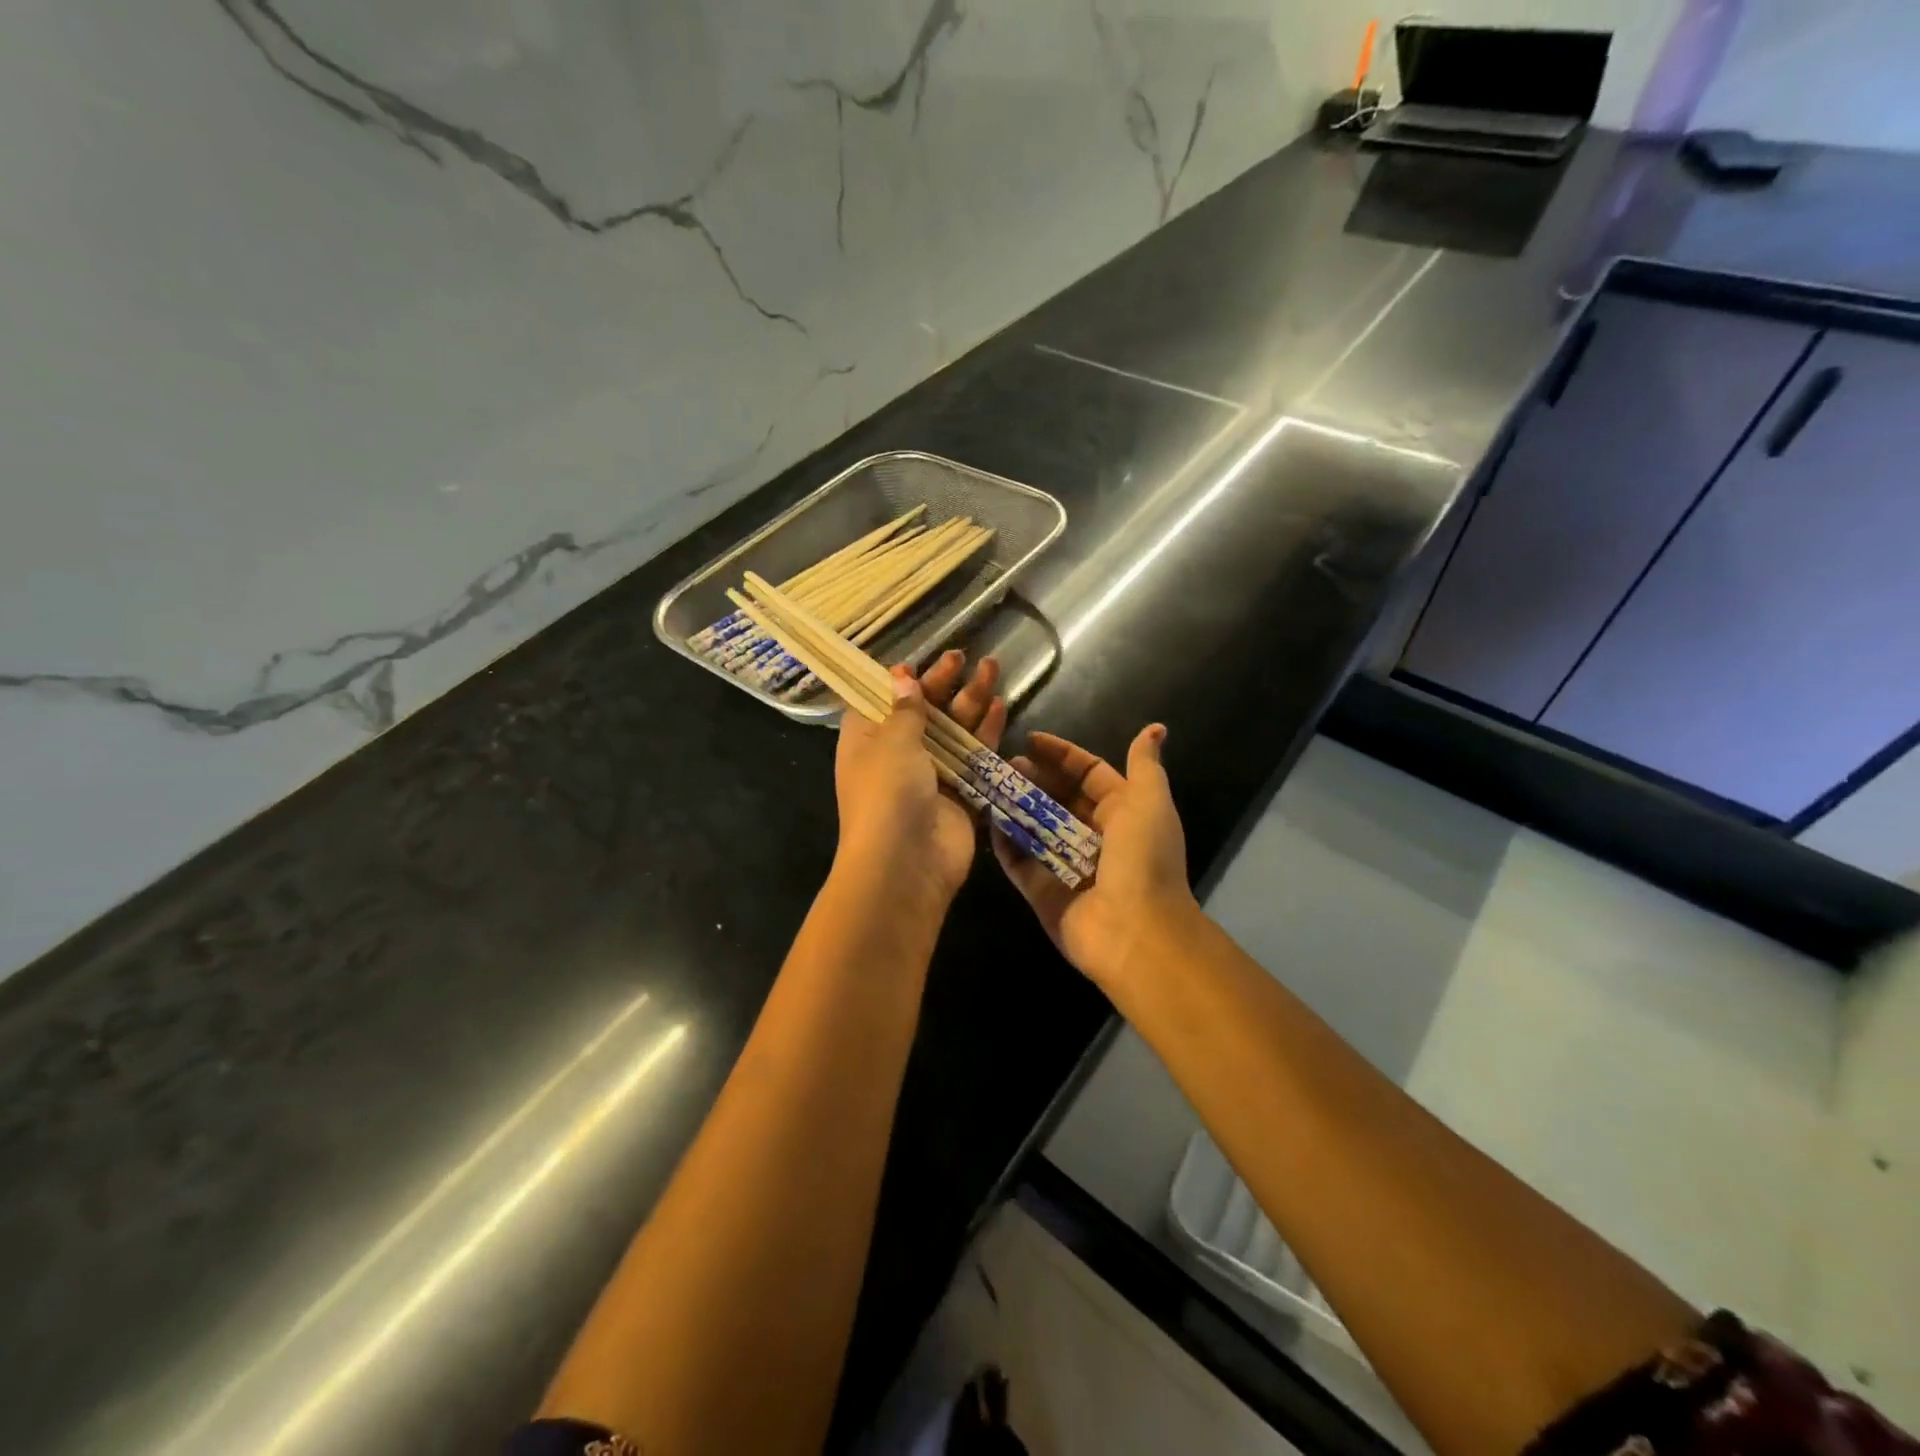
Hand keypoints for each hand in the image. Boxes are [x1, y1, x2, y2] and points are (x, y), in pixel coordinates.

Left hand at [834, 650, 1006, 907]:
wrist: (906, 864)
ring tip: (992, 667)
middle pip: (923, 711)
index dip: (899, 681)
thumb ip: (905, 710)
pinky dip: (987, 733)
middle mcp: (896, 755)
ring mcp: (930, 775)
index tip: (918, 662)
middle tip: (964, 656)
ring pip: (953, 730)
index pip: (880, 701)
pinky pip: (975, 757)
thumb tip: (902, 678)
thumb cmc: (887, 794)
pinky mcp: (960, 794)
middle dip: (944, 683)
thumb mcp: (891, 742)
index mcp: (866, 740)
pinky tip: (1001, 707)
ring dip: (971, 701)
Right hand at [990, 725, 1198, 990]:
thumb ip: (1144, 765)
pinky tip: (986, 818)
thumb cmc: (1144, 859)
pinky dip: (1004, 841)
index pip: (1089, 774)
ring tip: (989, 782)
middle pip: (1059, 798)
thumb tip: (1155, 728)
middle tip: (1004, 762)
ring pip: (1035, 826)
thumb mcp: (1149, 802)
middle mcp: (1095, 837)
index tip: (1030, 739)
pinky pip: (1019, 861)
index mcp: (1124, 812)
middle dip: (1034, 777)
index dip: (1062, 755)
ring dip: (1014, 804)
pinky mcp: (1042, 891)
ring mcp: (1066, 865)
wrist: (1136, 932)